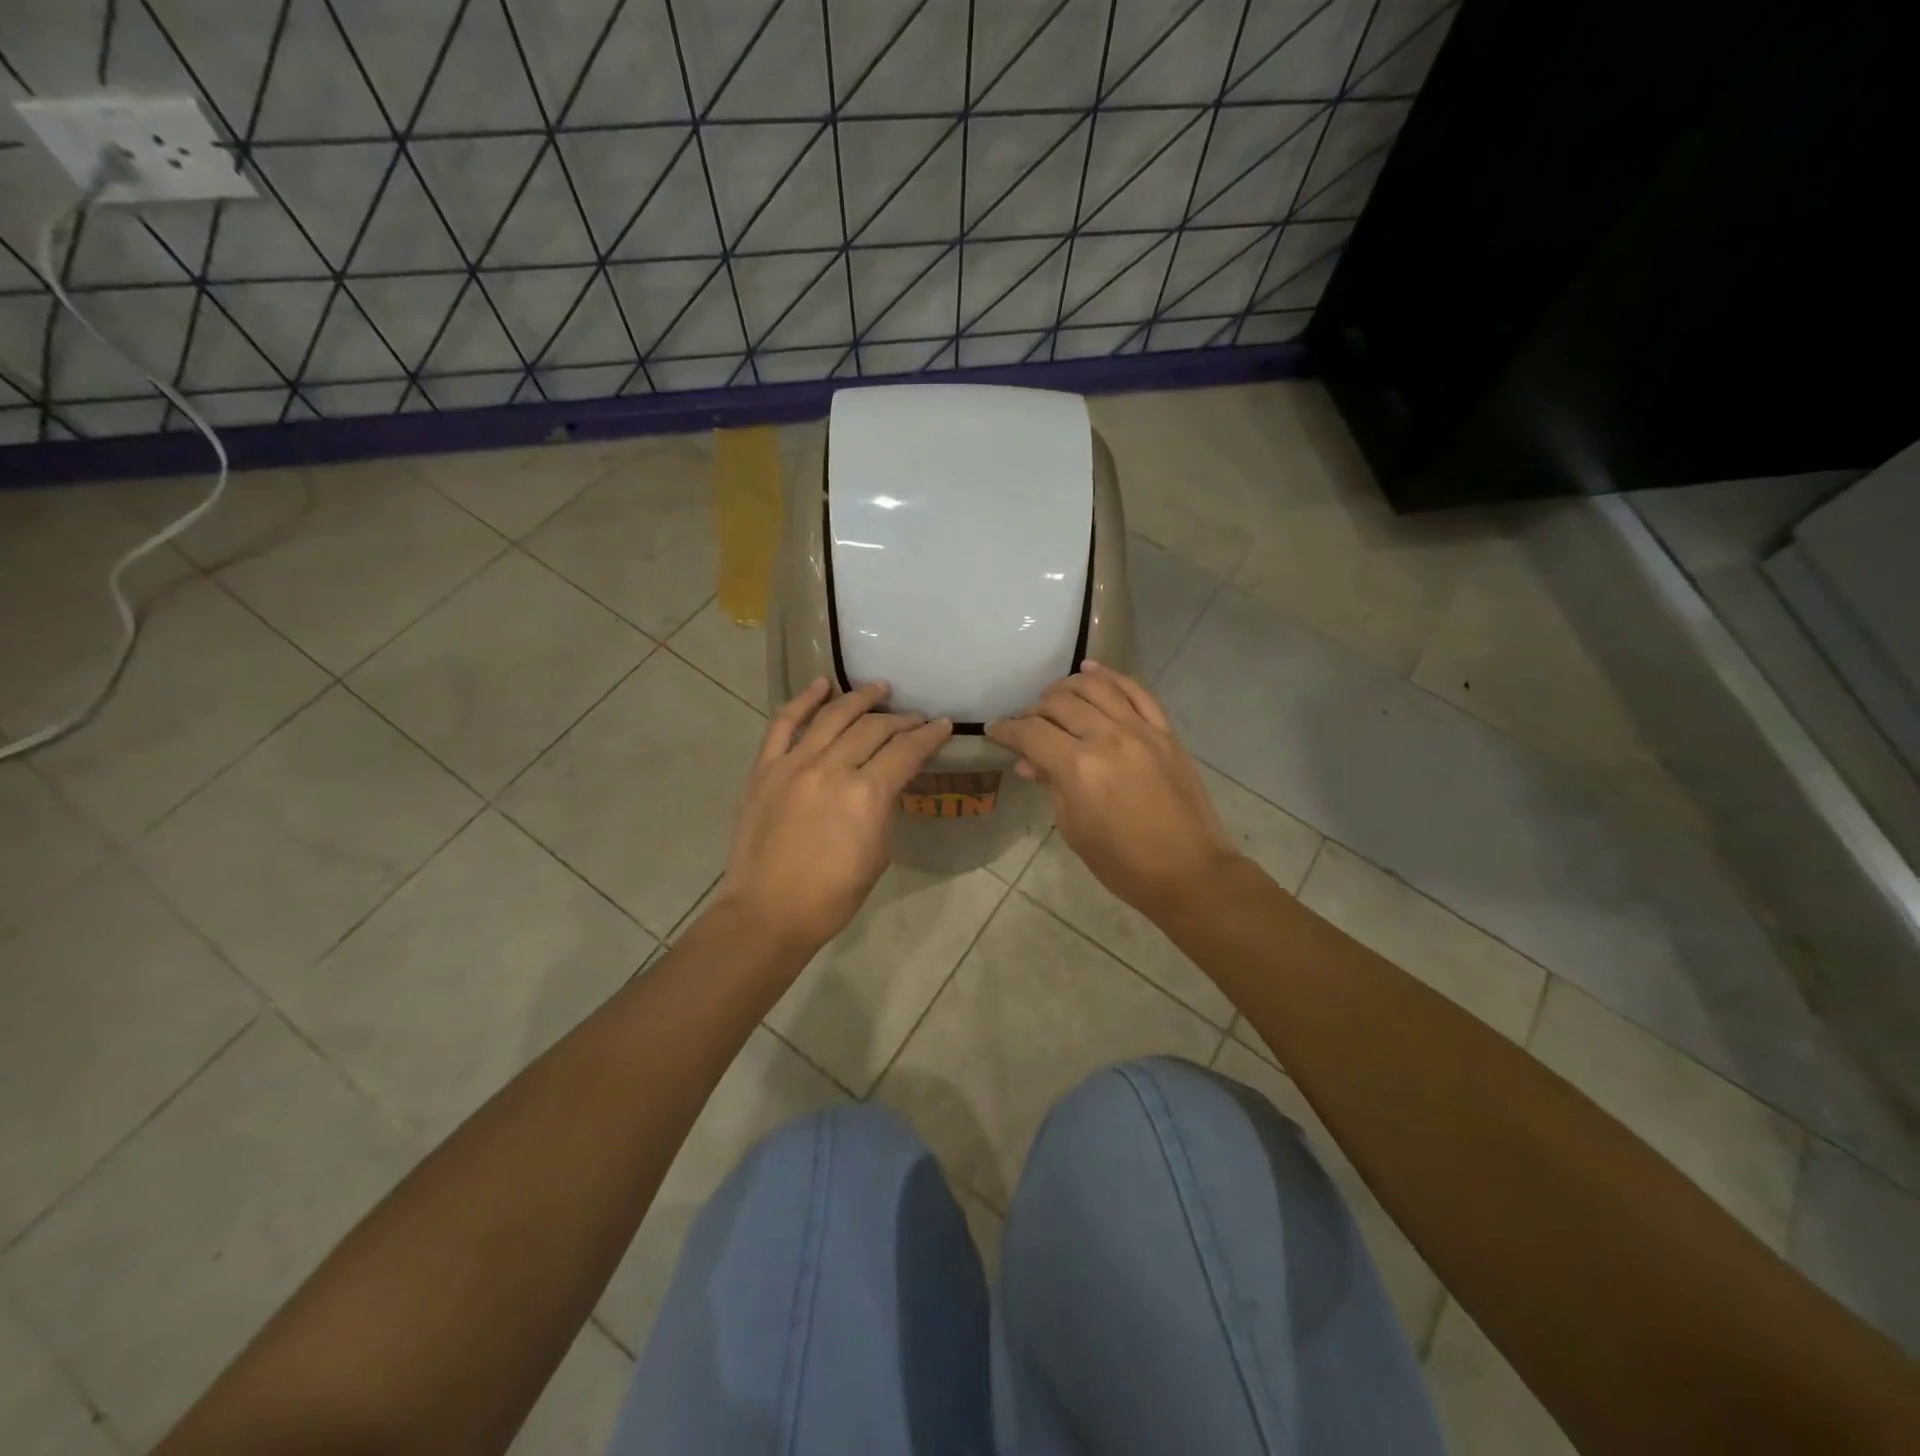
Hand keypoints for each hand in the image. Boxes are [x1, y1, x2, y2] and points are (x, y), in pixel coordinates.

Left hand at [719, 678, 951, 954]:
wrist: (769, 912)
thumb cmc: (833, 895)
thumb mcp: (878, 853)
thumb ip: (884, 808)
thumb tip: (885, 783)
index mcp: (867, 794)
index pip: (906, 751)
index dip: (929, 736)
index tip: (942, 725)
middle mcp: (832, 768)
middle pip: (874, 728)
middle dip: (901, 719)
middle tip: (915, 716)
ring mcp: (794, 764)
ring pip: (832, 716)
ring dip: (859, 698)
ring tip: (878, 688)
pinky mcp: (764, 768)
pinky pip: (783, 724)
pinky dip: (803, 701)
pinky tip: (821, 685)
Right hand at [988, 661, 1238, 914]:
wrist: (1188, 871)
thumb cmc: (1122, 863)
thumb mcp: (1074, 829)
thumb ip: (1051, 786)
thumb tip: (1029, 762)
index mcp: (1078, 767)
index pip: (1031, 733)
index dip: (1007, 730)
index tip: (995, 730)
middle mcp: (1107, 737)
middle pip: (1060, 703)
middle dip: (1035, 709)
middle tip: (1026, 723)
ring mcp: (1140, 730)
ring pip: (1096, 687)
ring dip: (1068, 686)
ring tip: (1055, 696)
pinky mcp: (1165, 732)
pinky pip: (1136, 691)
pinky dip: (1111, 676)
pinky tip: (1092, 670)